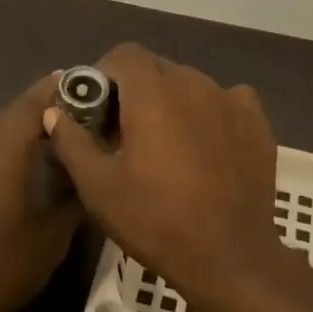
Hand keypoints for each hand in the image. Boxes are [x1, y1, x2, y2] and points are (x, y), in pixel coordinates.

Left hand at [0, 74, 80, 311]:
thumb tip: (87, 179)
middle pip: (6, 112)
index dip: (55, 88)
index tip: (75, 81)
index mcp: (4, 151)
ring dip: (5, 129)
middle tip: (59, 128)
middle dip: (33, 112)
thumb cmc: (2, 268)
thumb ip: (72, 200)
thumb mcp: (53, 238)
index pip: (32, 103)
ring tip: (27, 152)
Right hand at [42, 43, 290, 306]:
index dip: (104, 74)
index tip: (98, 109)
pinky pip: (227, 99)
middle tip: (125, 131)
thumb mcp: (98, 188)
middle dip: (136, 89)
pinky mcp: (257, 123)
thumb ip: (72, 142)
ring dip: (171, 100)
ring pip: (191, 83)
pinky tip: (206, 143)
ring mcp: (231, 101)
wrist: (228, 257)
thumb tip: (55, 112)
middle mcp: (195, 84)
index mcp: (154, 94)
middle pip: (157, 68)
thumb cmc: (155, 221)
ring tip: (166, 142)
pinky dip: (210, 111)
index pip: (124, 55)